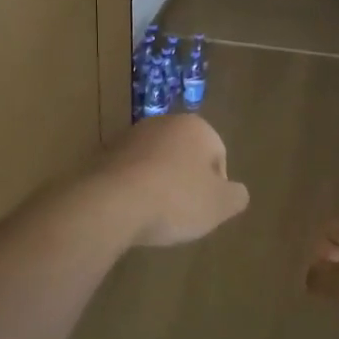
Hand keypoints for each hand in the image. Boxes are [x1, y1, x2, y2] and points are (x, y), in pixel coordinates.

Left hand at [92, 114, 249, 247]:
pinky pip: (129, 174)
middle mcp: (162, 123)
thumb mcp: (220, 205)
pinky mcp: (102, 155)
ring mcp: (128, 137)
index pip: (219, 155)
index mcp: (196, 127)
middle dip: (186, 182)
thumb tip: (235, 192)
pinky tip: (132, 211)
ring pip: (155, 163)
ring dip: (159, 185)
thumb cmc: (175, 200)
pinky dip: (134, 189)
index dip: (216, 186)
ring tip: (155, 215)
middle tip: (183, 213)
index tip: (205, 209)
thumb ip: (236, 196)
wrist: (110, 204)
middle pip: (185, 156)